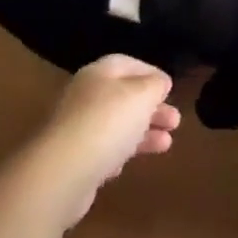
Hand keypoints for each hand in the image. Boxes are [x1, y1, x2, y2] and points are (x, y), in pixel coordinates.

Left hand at [29, 56, 180, 227]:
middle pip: (124, 97)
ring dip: (144, 133)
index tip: (171, 88)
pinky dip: (120, 154)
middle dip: (152, 108)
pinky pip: (102, 151)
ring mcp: (76, 129)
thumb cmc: (107, 122)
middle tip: (175, 121)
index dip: (152, 73)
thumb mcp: (142, 95)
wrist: (62, 173)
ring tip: (167, 144)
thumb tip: (160, 83)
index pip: (129, 64)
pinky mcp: (73, 160)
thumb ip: (155, 85)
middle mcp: (85, 96)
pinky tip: (128, 164)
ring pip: (117, 125)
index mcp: (99, 73)